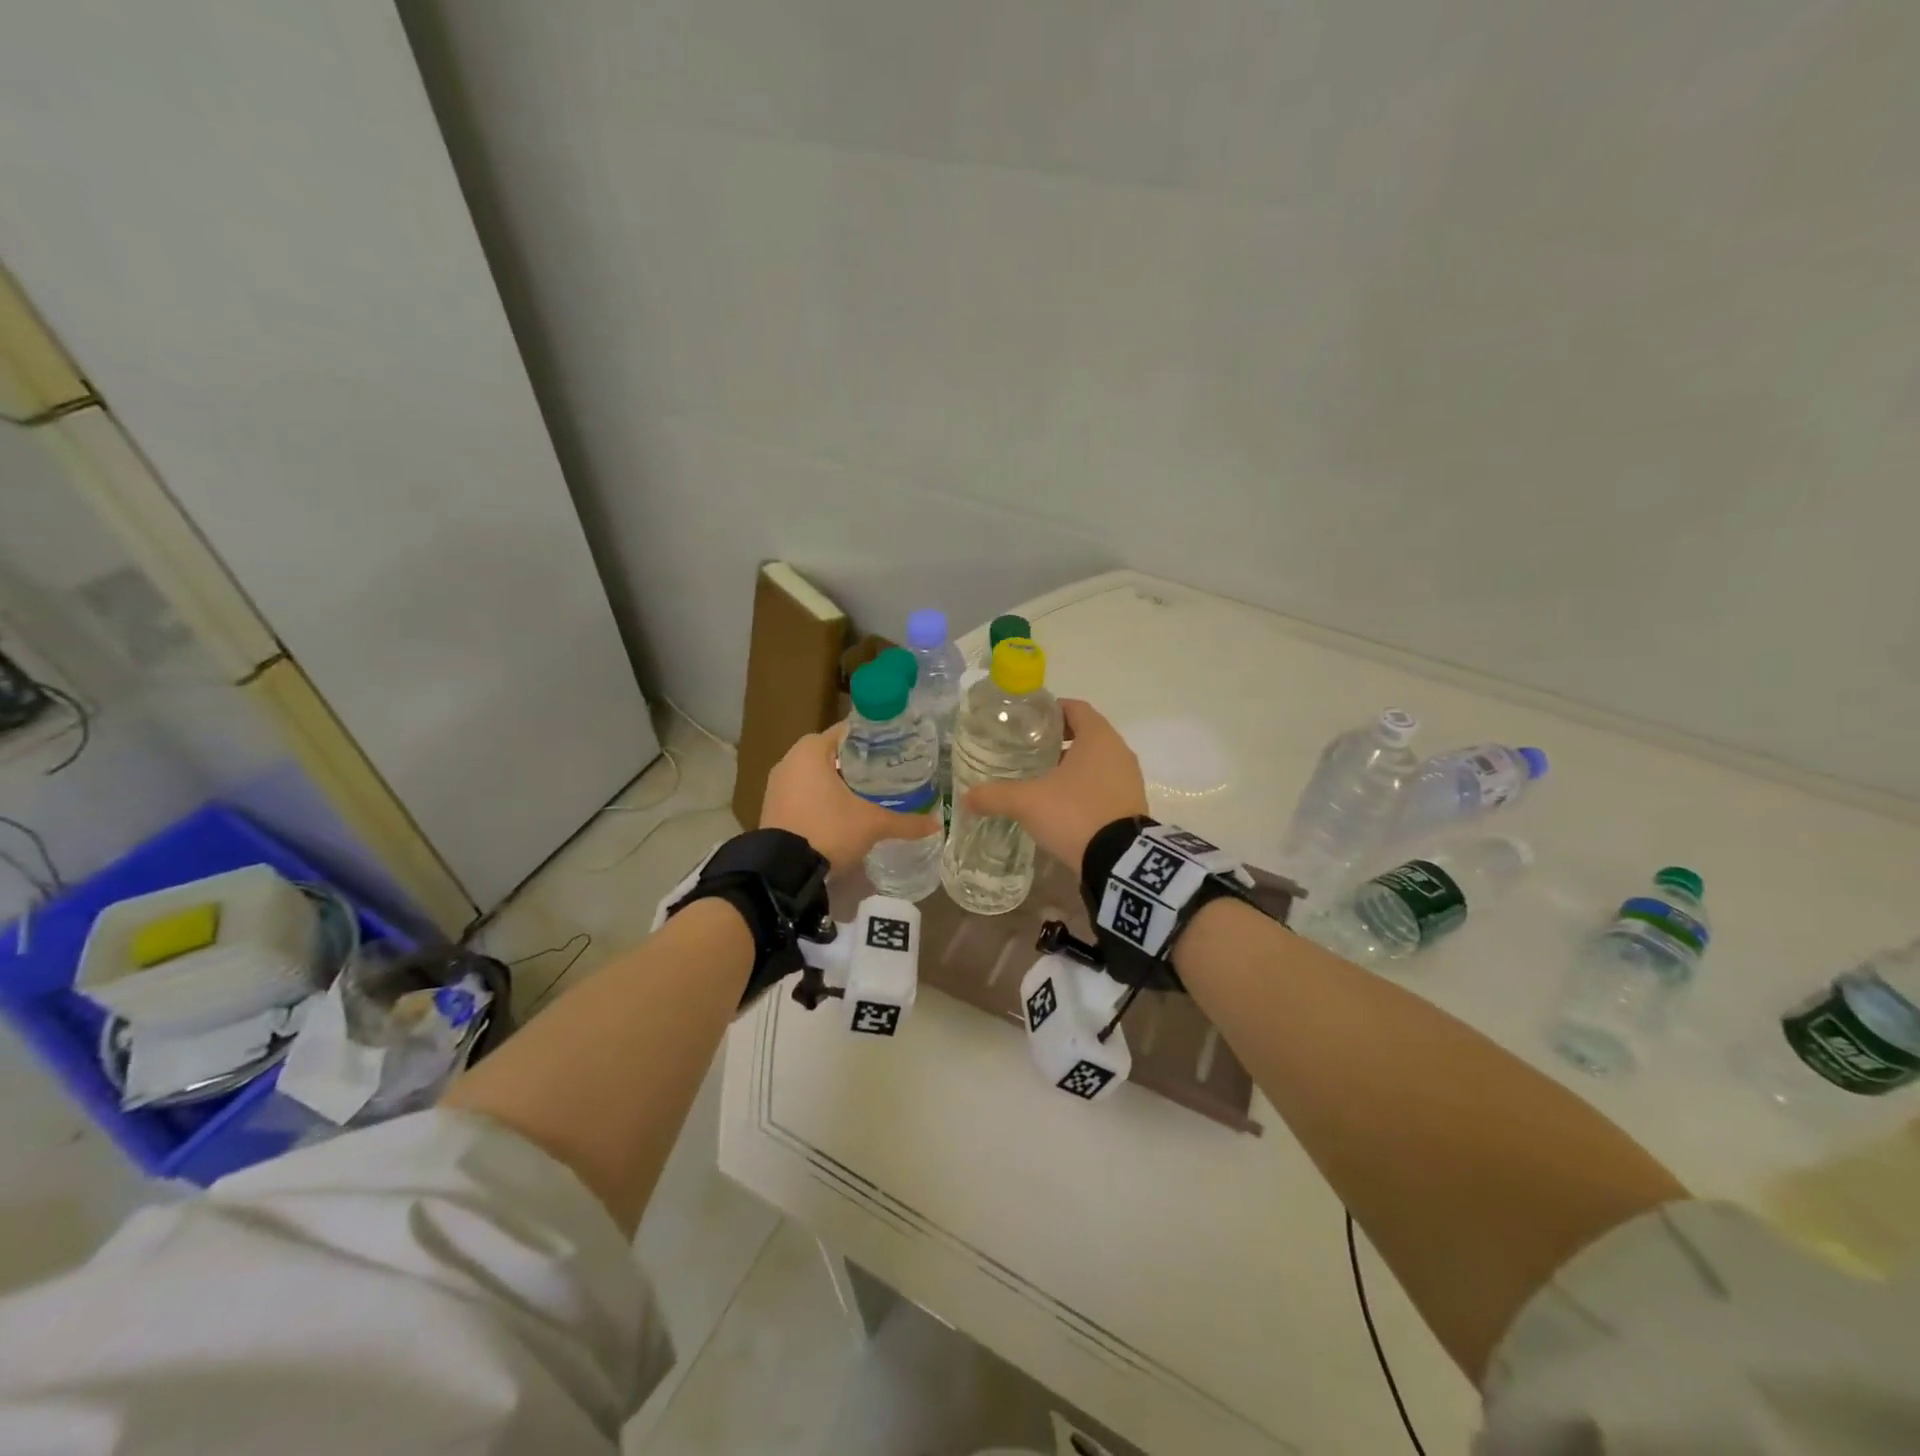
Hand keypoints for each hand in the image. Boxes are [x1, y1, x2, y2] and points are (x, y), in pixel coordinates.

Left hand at [759, 722, 938, 873]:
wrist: (782, 871)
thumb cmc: (828, 830)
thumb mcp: (871, 824)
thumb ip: (905, 822)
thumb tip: (936, 824)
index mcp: (811, 750)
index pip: (849, 731)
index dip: (874, 739)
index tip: (896, 748)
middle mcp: (790, 759)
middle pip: (833, 752)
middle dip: (859, 762)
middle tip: (889, 772)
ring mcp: (778, 784)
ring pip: (817, 774)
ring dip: (840, 781)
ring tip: (871, 792)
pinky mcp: (773, 806)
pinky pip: (804, 792)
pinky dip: (823, 797)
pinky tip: (844, 811)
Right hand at [962, 699, 1146, 872]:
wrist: (1119, 861)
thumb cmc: (1074, 813)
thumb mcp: (1027, 803)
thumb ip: (995, 796)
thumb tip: (966, 798)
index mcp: (1098, 737)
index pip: (1075, 708)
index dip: (1052, 710)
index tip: (1028, 721)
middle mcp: (1118, 751)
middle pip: (1086, 734)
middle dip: (1058, 741)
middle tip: (1028, 751)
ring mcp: (1129, 778)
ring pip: (1096, 761)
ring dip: (1072, 766)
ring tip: (1042, 779)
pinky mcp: (1132, 804)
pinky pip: (1105, 784)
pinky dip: (1085, 787)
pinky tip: (1062, 804)